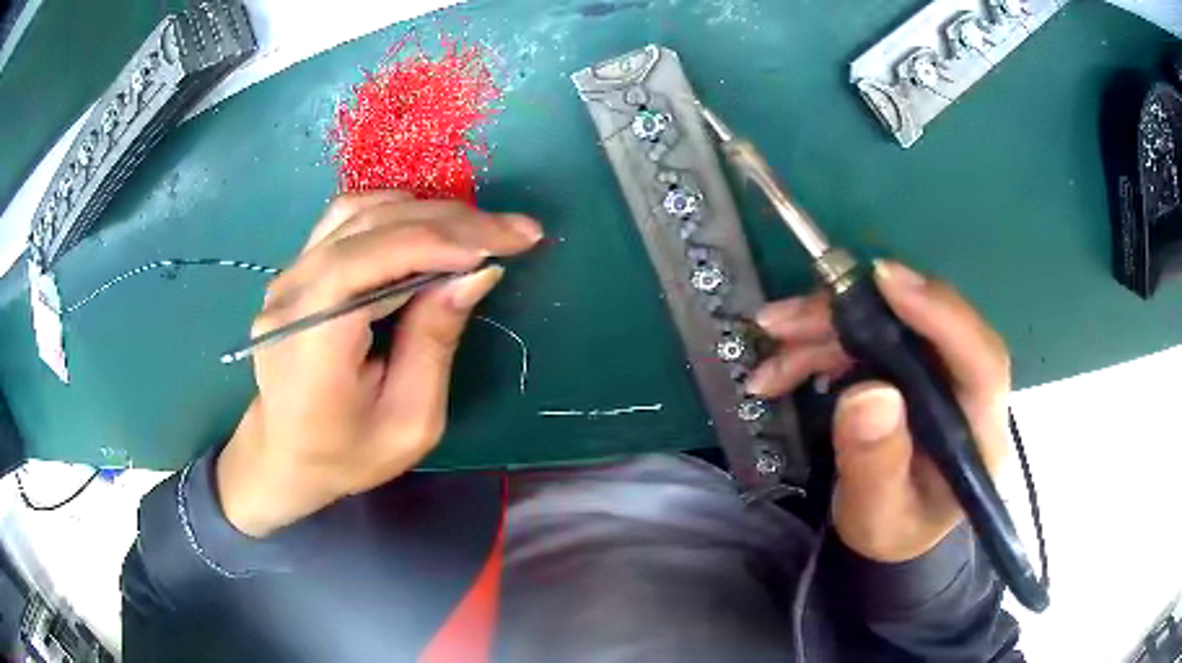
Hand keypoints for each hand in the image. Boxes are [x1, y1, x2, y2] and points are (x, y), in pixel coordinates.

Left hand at [216, 191, 542, 536]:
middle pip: (371, 226)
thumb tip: (477, 271)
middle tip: (514, 231)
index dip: (441, 241)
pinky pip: (347, 222)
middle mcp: (292, 293)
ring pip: (360, 212)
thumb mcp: (410, 420)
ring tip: (479, 230)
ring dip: (427, 212)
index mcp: (312, 339)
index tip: (504, 244)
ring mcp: (289, 276)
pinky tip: (429, 228)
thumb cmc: (348, 454)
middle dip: (451, 222)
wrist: (286, 455)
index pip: (372, 258)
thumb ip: (435, 341)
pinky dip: (396, 214)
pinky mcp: (297, 271)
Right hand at [749, 261, 1010, 561]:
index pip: (980, 359)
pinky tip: (783, 365)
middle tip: (786, 321)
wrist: (893, 531)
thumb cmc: (894, 529)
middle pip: (922, 326)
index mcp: (979, 430)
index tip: (883, 280)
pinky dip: (821, 342)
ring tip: (772, 341)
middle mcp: (966, 388)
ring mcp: (938, 372)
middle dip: (850, 314)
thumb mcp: (879, 513)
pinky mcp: (911, 367)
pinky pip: (868, 336)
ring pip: (887, 324)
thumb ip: (876, 463)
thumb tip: (867, 394)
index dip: (939, 312)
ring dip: (825, 326)